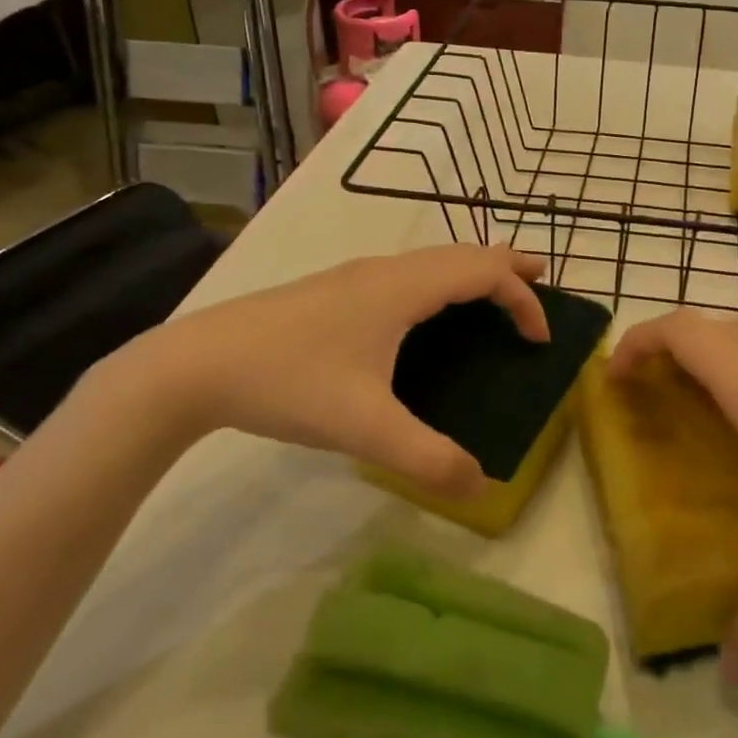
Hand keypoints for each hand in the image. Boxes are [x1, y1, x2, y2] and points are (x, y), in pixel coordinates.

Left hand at [109, 245, 548, 498]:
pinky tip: (424, 313)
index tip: (540, 339)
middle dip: (507, 265)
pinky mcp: (333, 290)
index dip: (522, 299)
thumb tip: (482, 485)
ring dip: (471, 269)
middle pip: (462, 252)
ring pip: (432, 259)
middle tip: (541, 281)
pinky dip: (440, 280)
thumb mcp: (363, 428)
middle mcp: (386, 270)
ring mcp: (356, 275)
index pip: (483, 273)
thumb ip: (426, 458)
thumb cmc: (288, 382)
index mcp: (403, 289)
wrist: (196, 364)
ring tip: (493, 292)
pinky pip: (408, 272)